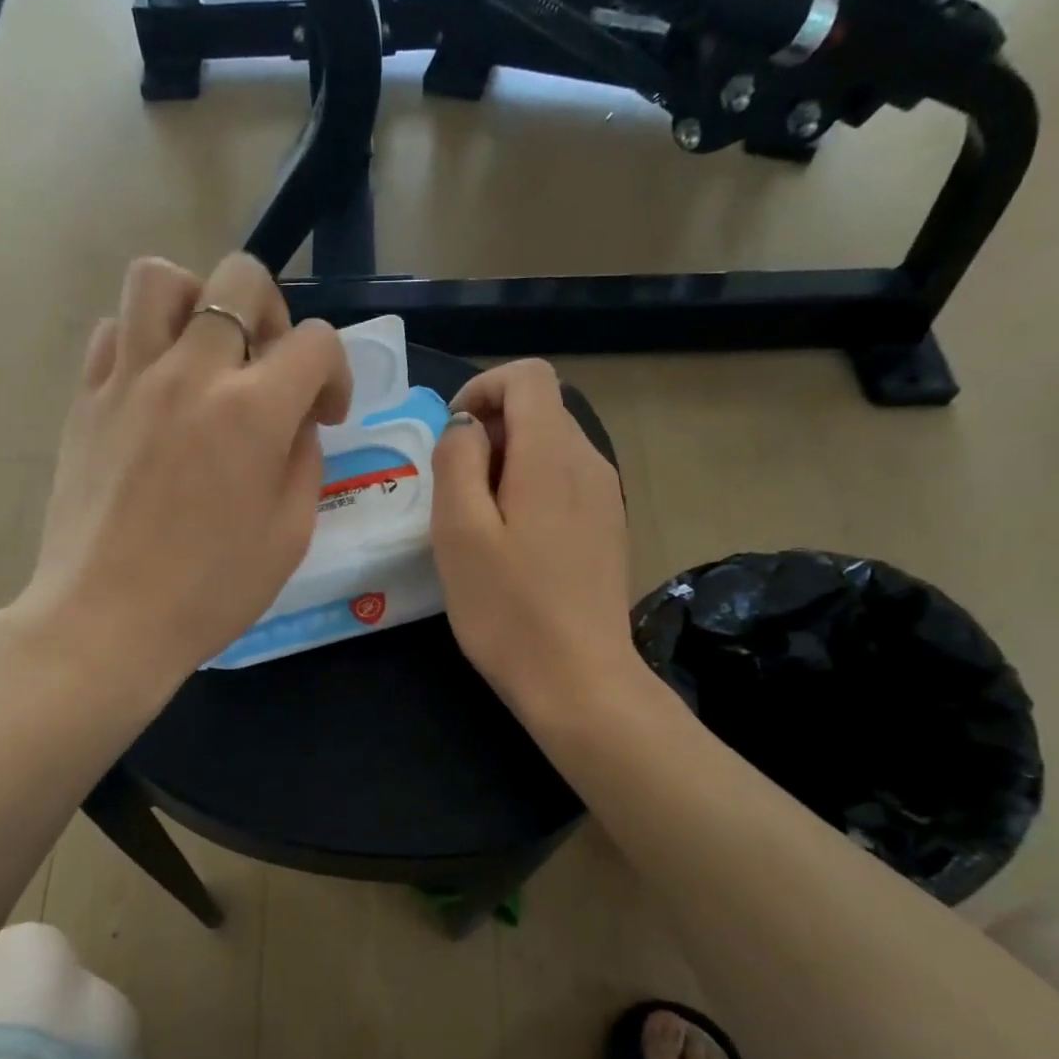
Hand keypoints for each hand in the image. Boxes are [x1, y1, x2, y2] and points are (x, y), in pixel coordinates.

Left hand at [12, 253, 350, 692]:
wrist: (107, 619)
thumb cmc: (210, 591)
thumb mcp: (290, 534)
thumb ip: (302, 458)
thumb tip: (292, 421)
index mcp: (253, 411)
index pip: (317, 341)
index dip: (335, 372)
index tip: (324, 415)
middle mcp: (191, 373)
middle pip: (240, 278)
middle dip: (274, 314)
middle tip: (267, 370)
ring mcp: (129, 378)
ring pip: (161, 278)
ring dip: (197, 302)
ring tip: (205, 355)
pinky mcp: (86, 398)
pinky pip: (112, 331)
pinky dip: (142, 341)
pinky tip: (155, 389)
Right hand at [430, 359, 642, 726]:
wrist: (579, 682)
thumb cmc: (508, 610)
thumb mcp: (459, 532)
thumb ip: (457, 460)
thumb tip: (466, 427)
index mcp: (552, 455)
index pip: (528, 376)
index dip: (482, 389)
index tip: (451, 438)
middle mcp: (589, 462)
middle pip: (539, 410)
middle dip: (489, 434)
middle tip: (454, 494)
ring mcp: (605, 496)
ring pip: (550, 448)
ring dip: (506, 466)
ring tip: (477, 525)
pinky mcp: (607, 527)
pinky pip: (563, 483)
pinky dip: (529, 491)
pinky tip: (511, 546)